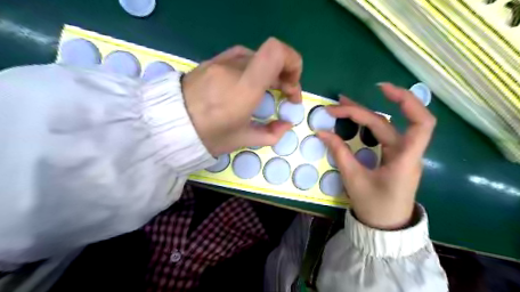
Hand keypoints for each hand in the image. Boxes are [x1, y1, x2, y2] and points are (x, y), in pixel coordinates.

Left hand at [184, 38, 303, 157]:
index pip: (276, 52)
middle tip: (285, 95)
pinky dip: (253, 67)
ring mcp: (221, 61)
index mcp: (244, 88)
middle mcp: (234, 68)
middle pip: (271, 56)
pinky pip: (241, 57)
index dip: (293, 62)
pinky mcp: (212, 61)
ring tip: (267, 91)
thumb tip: (286, 124)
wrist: (169, 126)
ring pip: (257, 57)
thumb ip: (271, 133)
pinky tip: (249, 83)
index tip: (292, 86)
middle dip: (286, 75)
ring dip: (270, 72)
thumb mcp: (242, 140)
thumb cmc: (209, 136)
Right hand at [317, 83, 434, 230]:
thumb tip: (322, 132)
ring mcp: (399, 154)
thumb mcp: (354, 179)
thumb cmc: (374, 205)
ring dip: (363, 114)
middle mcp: (406, 152)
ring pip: (384, 127)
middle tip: (335, 106)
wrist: (385, 226)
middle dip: (360, 111)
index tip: (381, 89)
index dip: (406, 101)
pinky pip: (380, 136)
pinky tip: (353, 121)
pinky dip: (366, 126)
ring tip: (341, 106)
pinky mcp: (392, 157)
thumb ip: (339, 153)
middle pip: (387, 122)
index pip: (421, 123)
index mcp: (405, 158)